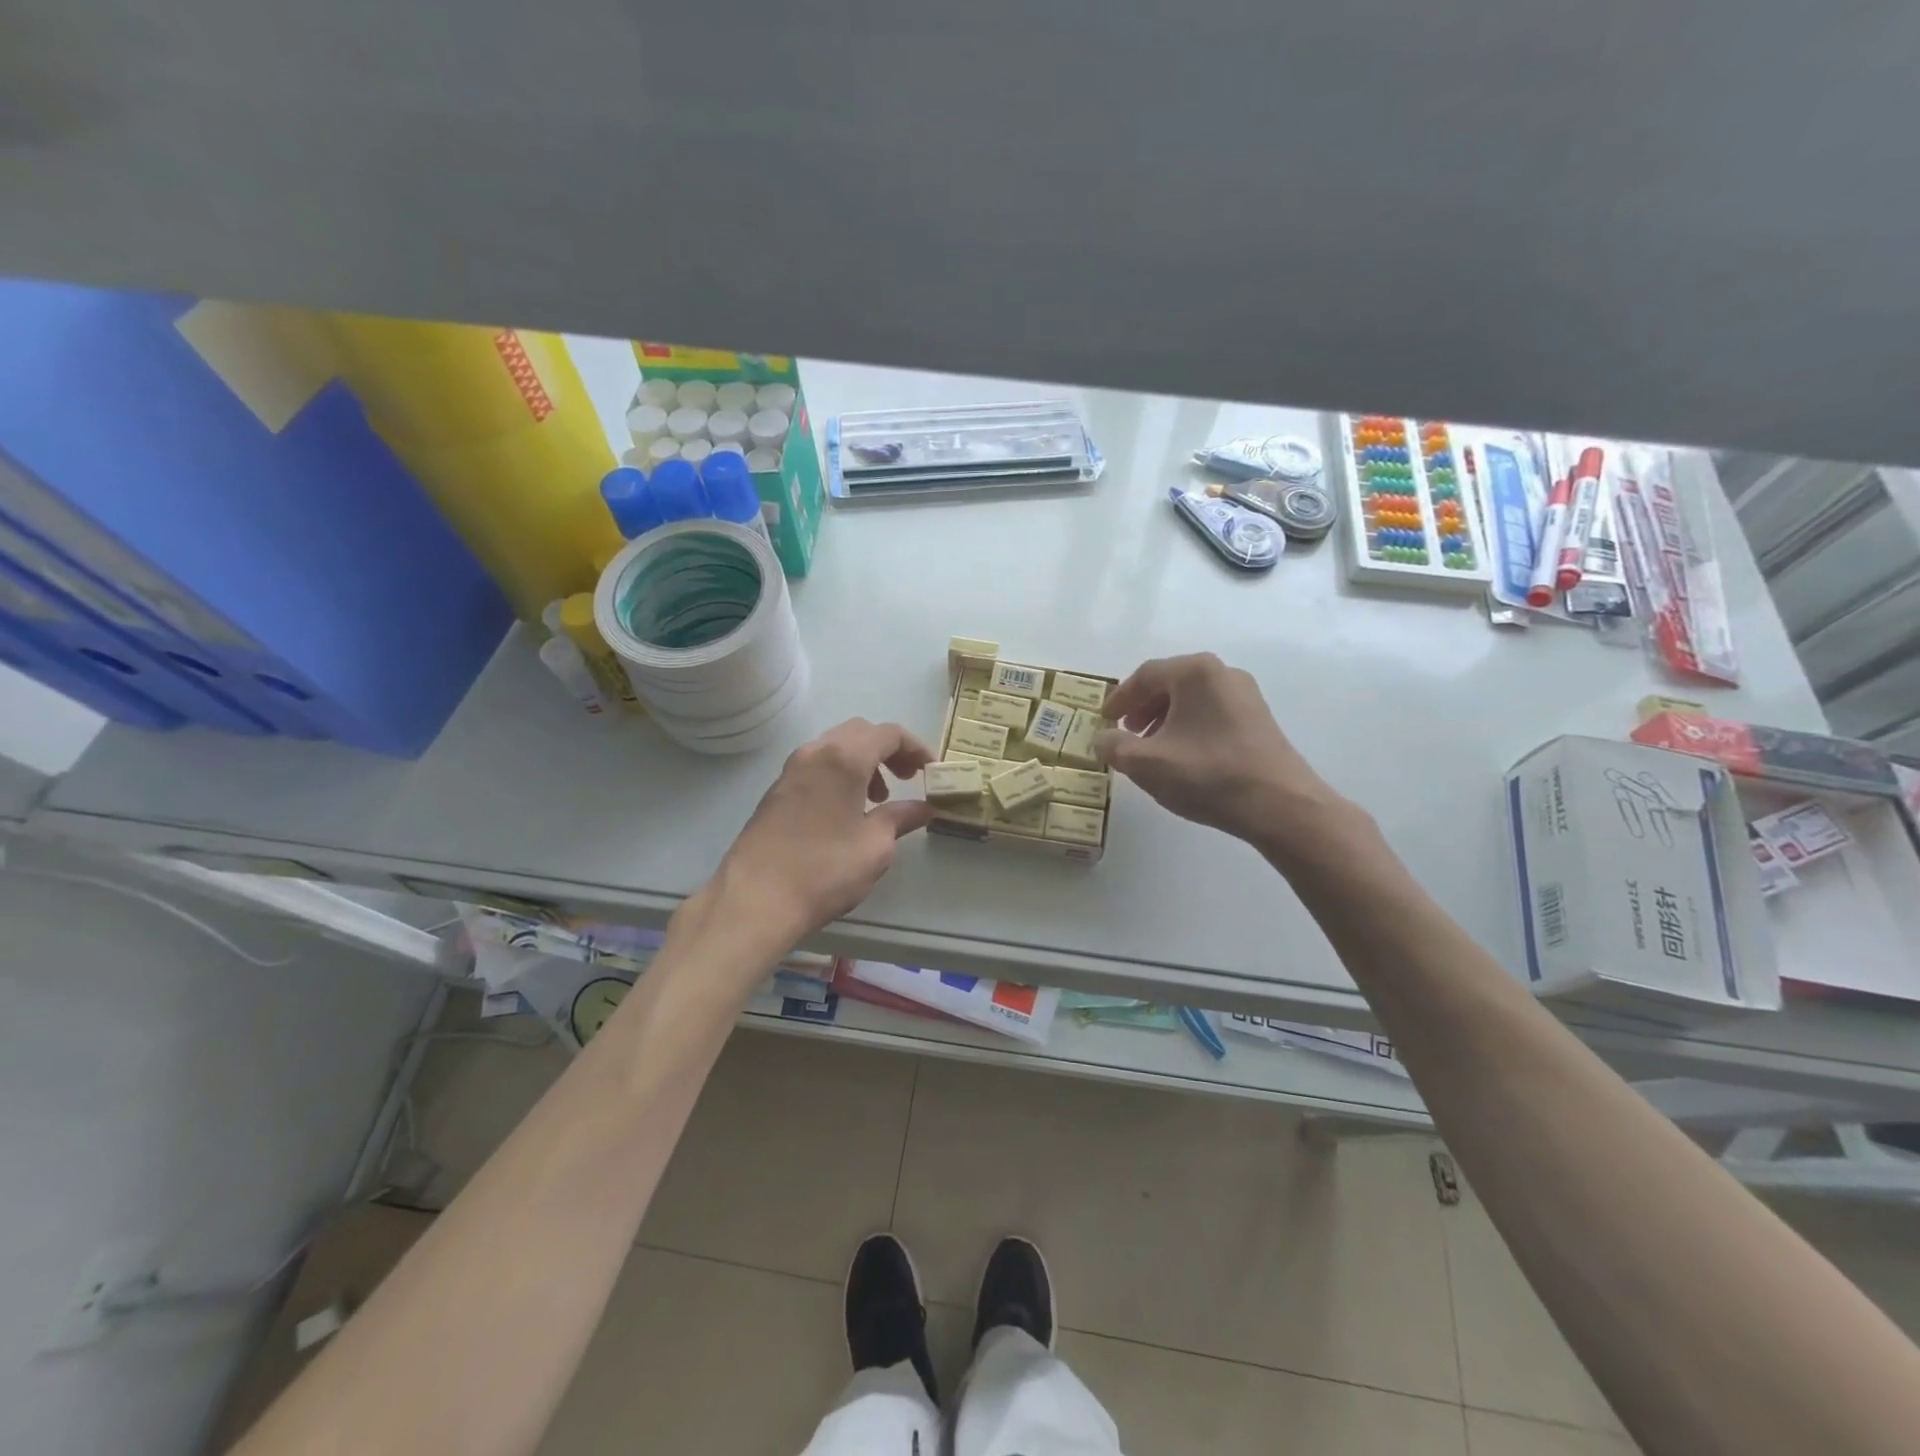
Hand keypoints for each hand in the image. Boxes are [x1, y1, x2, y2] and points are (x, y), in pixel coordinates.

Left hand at [713, 718, 936, 946]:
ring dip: (864, 761)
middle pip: (860, 732)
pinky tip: (847, 810)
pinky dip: (841, 773)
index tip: (932, 771)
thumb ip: (901, 818)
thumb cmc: (824, 869)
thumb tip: (923, 807)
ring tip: (878, 798)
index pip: (889, 733)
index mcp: (844, 758)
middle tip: (908, 778)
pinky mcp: (777, 790)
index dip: (916, 748)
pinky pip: (818, 765)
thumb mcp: (875, 846)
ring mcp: (792, 769)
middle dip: (889, 750)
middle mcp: (815, 752)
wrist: (755, 899)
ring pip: (836, 746)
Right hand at [1094, 654, 1352, 858]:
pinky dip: (1188, 727)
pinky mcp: (1258, 720)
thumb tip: (1102, 738)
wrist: (1280, 805)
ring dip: (1165, 719)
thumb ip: (1113, 746)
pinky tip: (1182, 756)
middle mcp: (1222, 673)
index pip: (1144, 676)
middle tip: (1125, 732)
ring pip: (1192, 699)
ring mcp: (1246, 695)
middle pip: (1170, 683)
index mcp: (1195, 672)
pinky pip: (1211, 713)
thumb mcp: (1145, 763)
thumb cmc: (1207, 775)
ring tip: (1151, 748)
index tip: (1104, 720)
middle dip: (1142, 707)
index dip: (1119, 698)